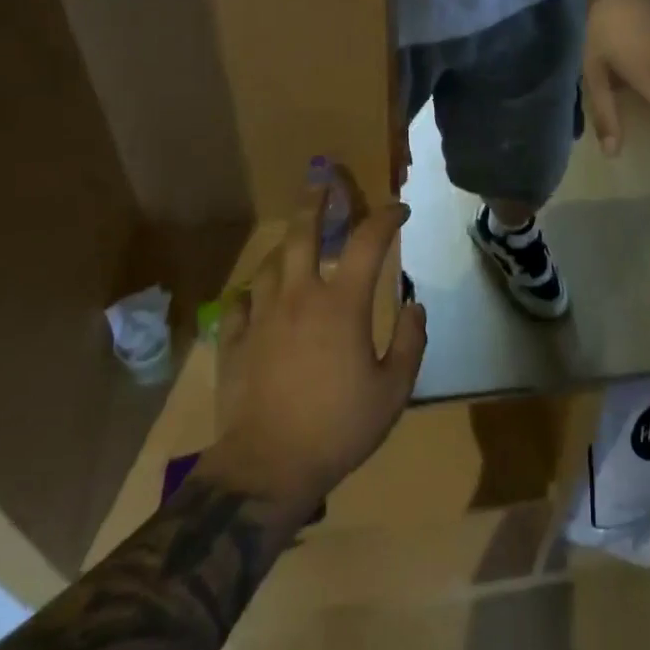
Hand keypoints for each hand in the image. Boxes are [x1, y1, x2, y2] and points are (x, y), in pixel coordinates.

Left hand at [206, 184, 426, 506]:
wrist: (268, 468)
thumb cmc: (339, 428)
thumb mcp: (394, 390)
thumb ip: (411, 342)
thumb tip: (415, 305)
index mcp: (342, 304)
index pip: (369, 242)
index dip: (387, 218)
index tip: (399, 211)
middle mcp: (299, 297)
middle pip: (303, 233)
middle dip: (317, 202)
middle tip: (323, 182)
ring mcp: (261, 317)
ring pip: (270, 264)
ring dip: (286, 246)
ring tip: (295, 241)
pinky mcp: (234, 342)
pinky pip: (240, 303)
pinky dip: (253, 293)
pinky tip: (259, 296)